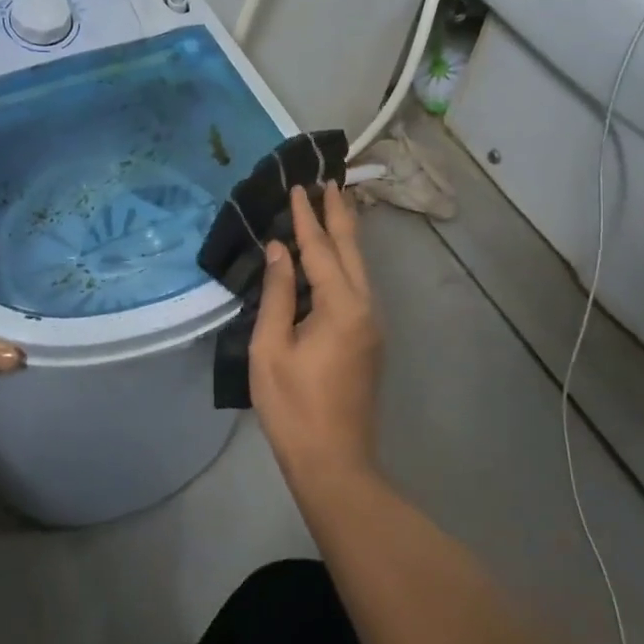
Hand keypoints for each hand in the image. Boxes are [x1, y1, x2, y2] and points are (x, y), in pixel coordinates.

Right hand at [249, 182, 383, 485]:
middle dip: (339, 214)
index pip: (321, 250)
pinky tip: (335, 257)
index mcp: (341, 307)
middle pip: (352, 251)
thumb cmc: (293, 407)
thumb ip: (277, 294)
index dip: (307, 218)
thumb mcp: (271, 348)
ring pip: (360, 268)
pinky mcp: (369, 340)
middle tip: (329, 181)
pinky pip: (358, 287)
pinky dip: (346, 262)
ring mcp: (372, 325)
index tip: (299, 186)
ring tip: (334, 206)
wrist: (333, 462)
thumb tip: (281, 250)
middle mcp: (366, 308)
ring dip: (345, 236)